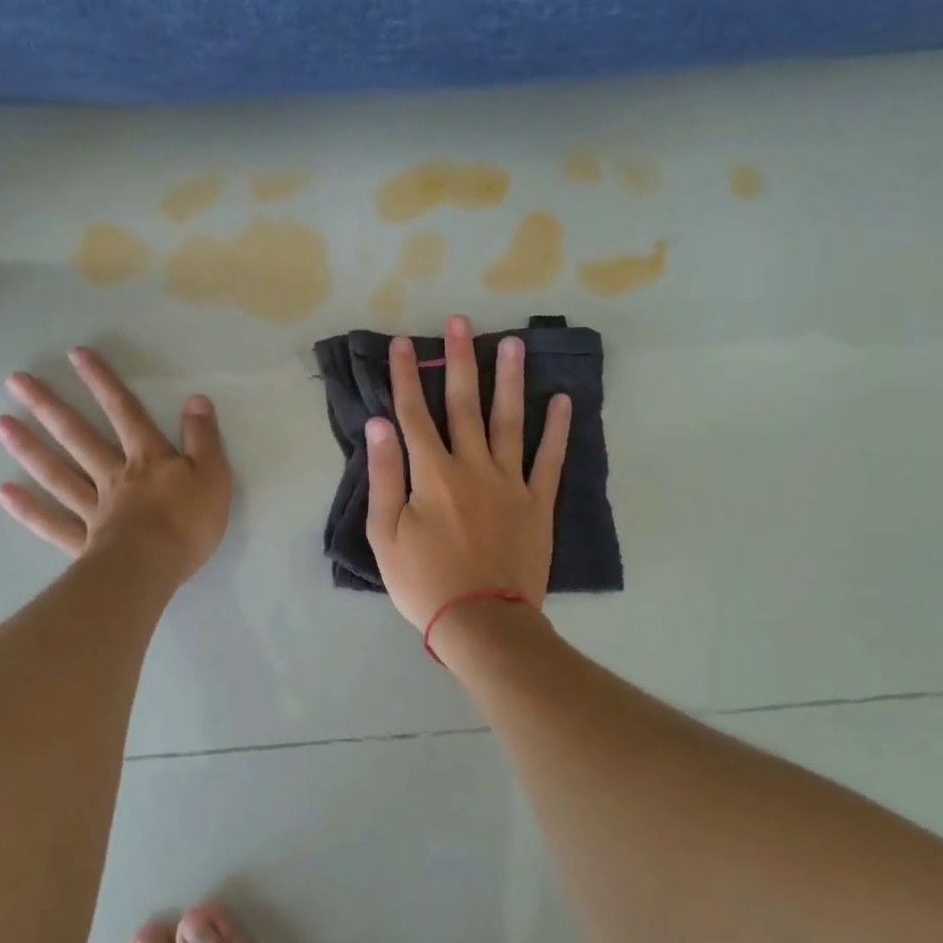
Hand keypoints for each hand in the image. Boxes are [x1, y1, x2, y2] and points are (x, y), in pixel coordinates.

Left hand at [0, 347, 231, 582]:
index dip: (103, 382)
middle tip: (16, 382)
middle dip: (49, 407)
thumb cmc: (188, 523)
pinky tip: (3, 492)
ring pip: (58, 473)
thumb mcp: (213, 475)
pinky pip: (52, 522)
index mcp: (148, 459)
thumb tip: (195, 399)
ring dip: (29, 447)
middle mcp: (114, 476)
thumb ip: (203, 438)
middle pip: (79, 437)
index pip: (125, 412)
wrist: (153, 568)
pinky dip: (28, 508)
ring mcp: (94, 509)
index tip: (75, 356)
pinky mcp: (84, 542)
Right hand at [365, 315, 571, 629]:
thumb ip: (384, 475)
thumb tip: (380, 424)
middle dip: (459, 360)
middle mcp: (472, 465)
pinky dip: (557, 429)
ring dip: (509, 380)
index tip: (403, 343)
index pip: (413, 413)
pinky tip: (562, 400)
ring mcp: (510, 482)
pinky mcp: (538, 502)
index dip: (405, 376)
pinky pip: (549, 459)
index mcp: (432, 473)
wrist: (482, 621)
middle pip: (463, 404)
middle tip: (462, 321)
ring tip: (512, 344)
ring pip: (509, 420)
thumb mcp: (385, 534)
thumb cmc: (424, 582)